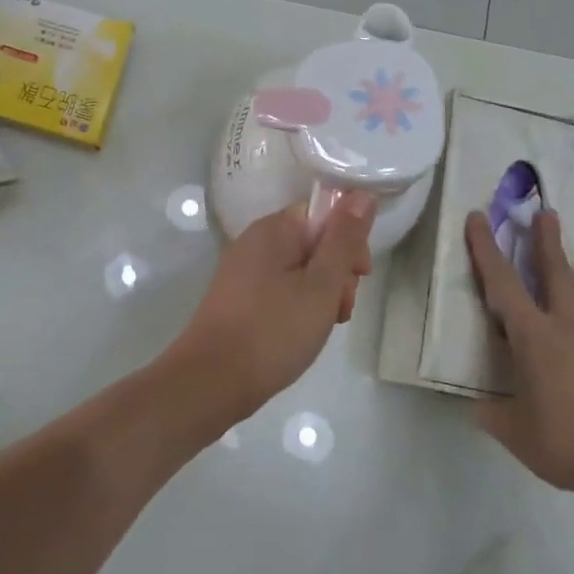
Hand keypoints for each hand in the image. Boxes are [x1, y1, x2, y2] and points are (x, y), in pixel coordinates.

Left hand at [173, 195, 375, 419]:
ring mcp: (243, 270)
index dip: (348, 242)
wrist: (212, 380)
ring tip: (323, 326)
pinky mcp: (238, 297)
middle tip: (339, 309)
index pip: (324, 214)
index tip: (358, 276)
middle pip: (312, 242)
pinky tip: (302, 333)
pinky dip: (298, 306)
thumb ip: (344, 239)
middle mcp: (255, 241)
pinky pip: (279, 288)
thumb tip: (361, 193)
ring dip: (320, 294)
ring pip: (299, 270)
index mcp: (274, 228)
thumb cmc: (274, 331)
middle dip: (336, 273)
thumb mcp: (321, 285)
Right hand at [465, 209, 573, 500]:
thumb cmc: (568, 443)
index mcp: (533, 338)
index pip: (501, 284)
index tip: (478, 217)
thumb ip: (493, 415)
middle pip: (555, 275)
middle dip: (547, 242)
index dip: (485, 249)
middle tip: (546, 213)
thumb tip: (478, 408)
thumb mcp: (515, 433)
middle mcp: (567, 328)